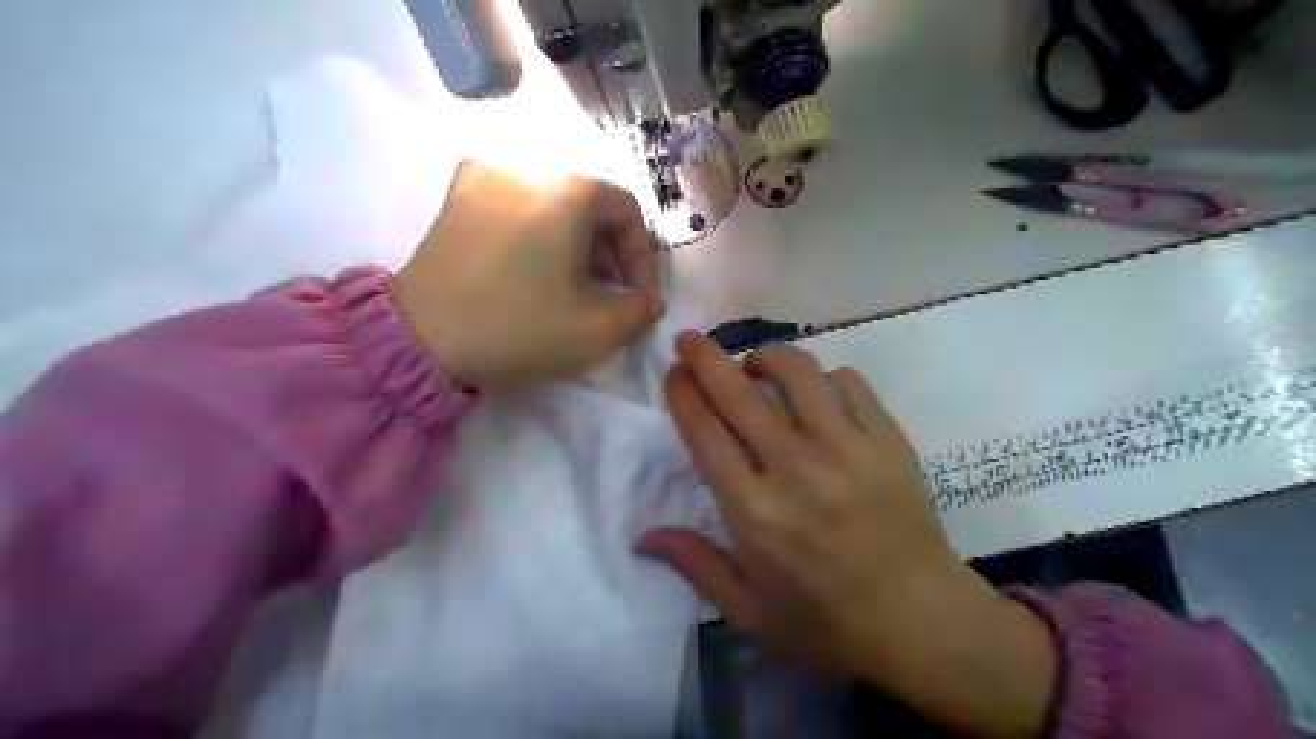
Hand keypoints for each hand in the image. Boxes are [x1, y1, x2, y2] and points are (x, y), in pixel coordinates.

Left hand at [386, 160, 657, 389]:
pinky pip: (515, 205)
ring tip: (572, 286)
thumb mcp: (595, 331)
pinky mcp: (456, 196)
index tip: (637, 296)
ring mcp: (485, 176)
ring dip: (575, 243)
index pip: (628, 212)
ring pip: (553, 203)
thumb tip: (649, 303)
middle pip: (590, 204)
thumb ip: (639, 313)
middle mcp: (528, 165)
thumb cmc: (519, 327)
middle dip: (609, 252)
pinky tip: (532, 268)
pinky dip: (537, 232)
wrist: (422, 337)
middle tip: (609, 294)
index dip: (642, 257)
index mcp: (568, 189)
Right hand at [637, 335, 1054, 737]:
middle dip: (706, 357)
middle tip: (691, 340)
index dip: (683, 393)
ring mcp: (847, 448)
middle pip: (740, 392)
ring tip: (756, 367)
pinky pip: (849, 382)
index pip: (705, 432)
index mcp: (755, 511)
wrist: (922, 624)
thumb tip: (642, 536)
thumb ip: (695, 565)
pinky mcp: (888, 440)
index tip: (674, 372)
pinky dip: (823, 378)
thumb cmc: (826, 623)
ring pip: (798, 372)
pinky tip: (816, 394)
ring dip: (767, 358)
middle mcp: (795, 468)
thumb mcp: (749, 612)